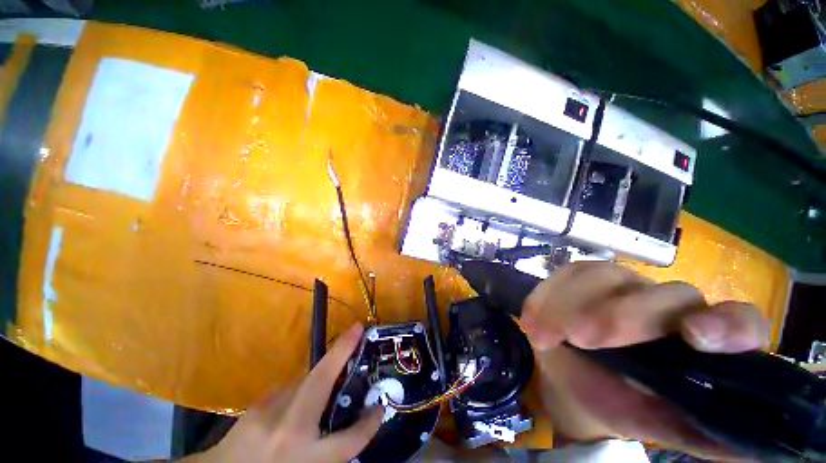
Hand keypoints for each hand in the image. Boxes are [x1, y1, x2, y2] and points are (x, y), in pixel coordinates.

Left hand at [184, 324, 382, 462]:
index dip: (368, 424)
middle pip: (322, 379)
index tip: (380, 407)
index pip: (348, 440)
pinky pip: (289, 390)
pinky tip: (298, 400)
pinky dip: (301, 389)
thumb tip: (351, 421)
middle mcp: (287, 428)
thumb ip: (328, 449)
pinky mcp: (256, 404)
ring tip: (332, 372)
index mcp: (303, 456)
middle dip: (342, 349)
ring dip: (320, 376)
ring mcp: (267, 411)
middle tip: (357, 329)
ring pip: (304, 381)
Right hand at [520, 262, 768, 459]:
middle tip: (580, 338)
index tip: (693, 337)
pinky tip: (533, 316)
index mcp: (702, 342)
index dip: (726, 325)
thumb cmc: (621, 403)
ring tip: (542, 335)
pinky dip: (547, 294)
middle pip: (663, 295)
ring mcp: (624, 284)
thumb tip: (754, 449)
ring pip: (607, 277)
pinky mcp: (584, 275)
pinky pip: (567, 273)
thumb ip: (706, 434)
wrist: (574, 380)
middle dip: (620, 315)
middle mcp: (670, 305)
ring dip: (569, 303)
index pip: (740, 320)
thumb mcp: (660, 425)